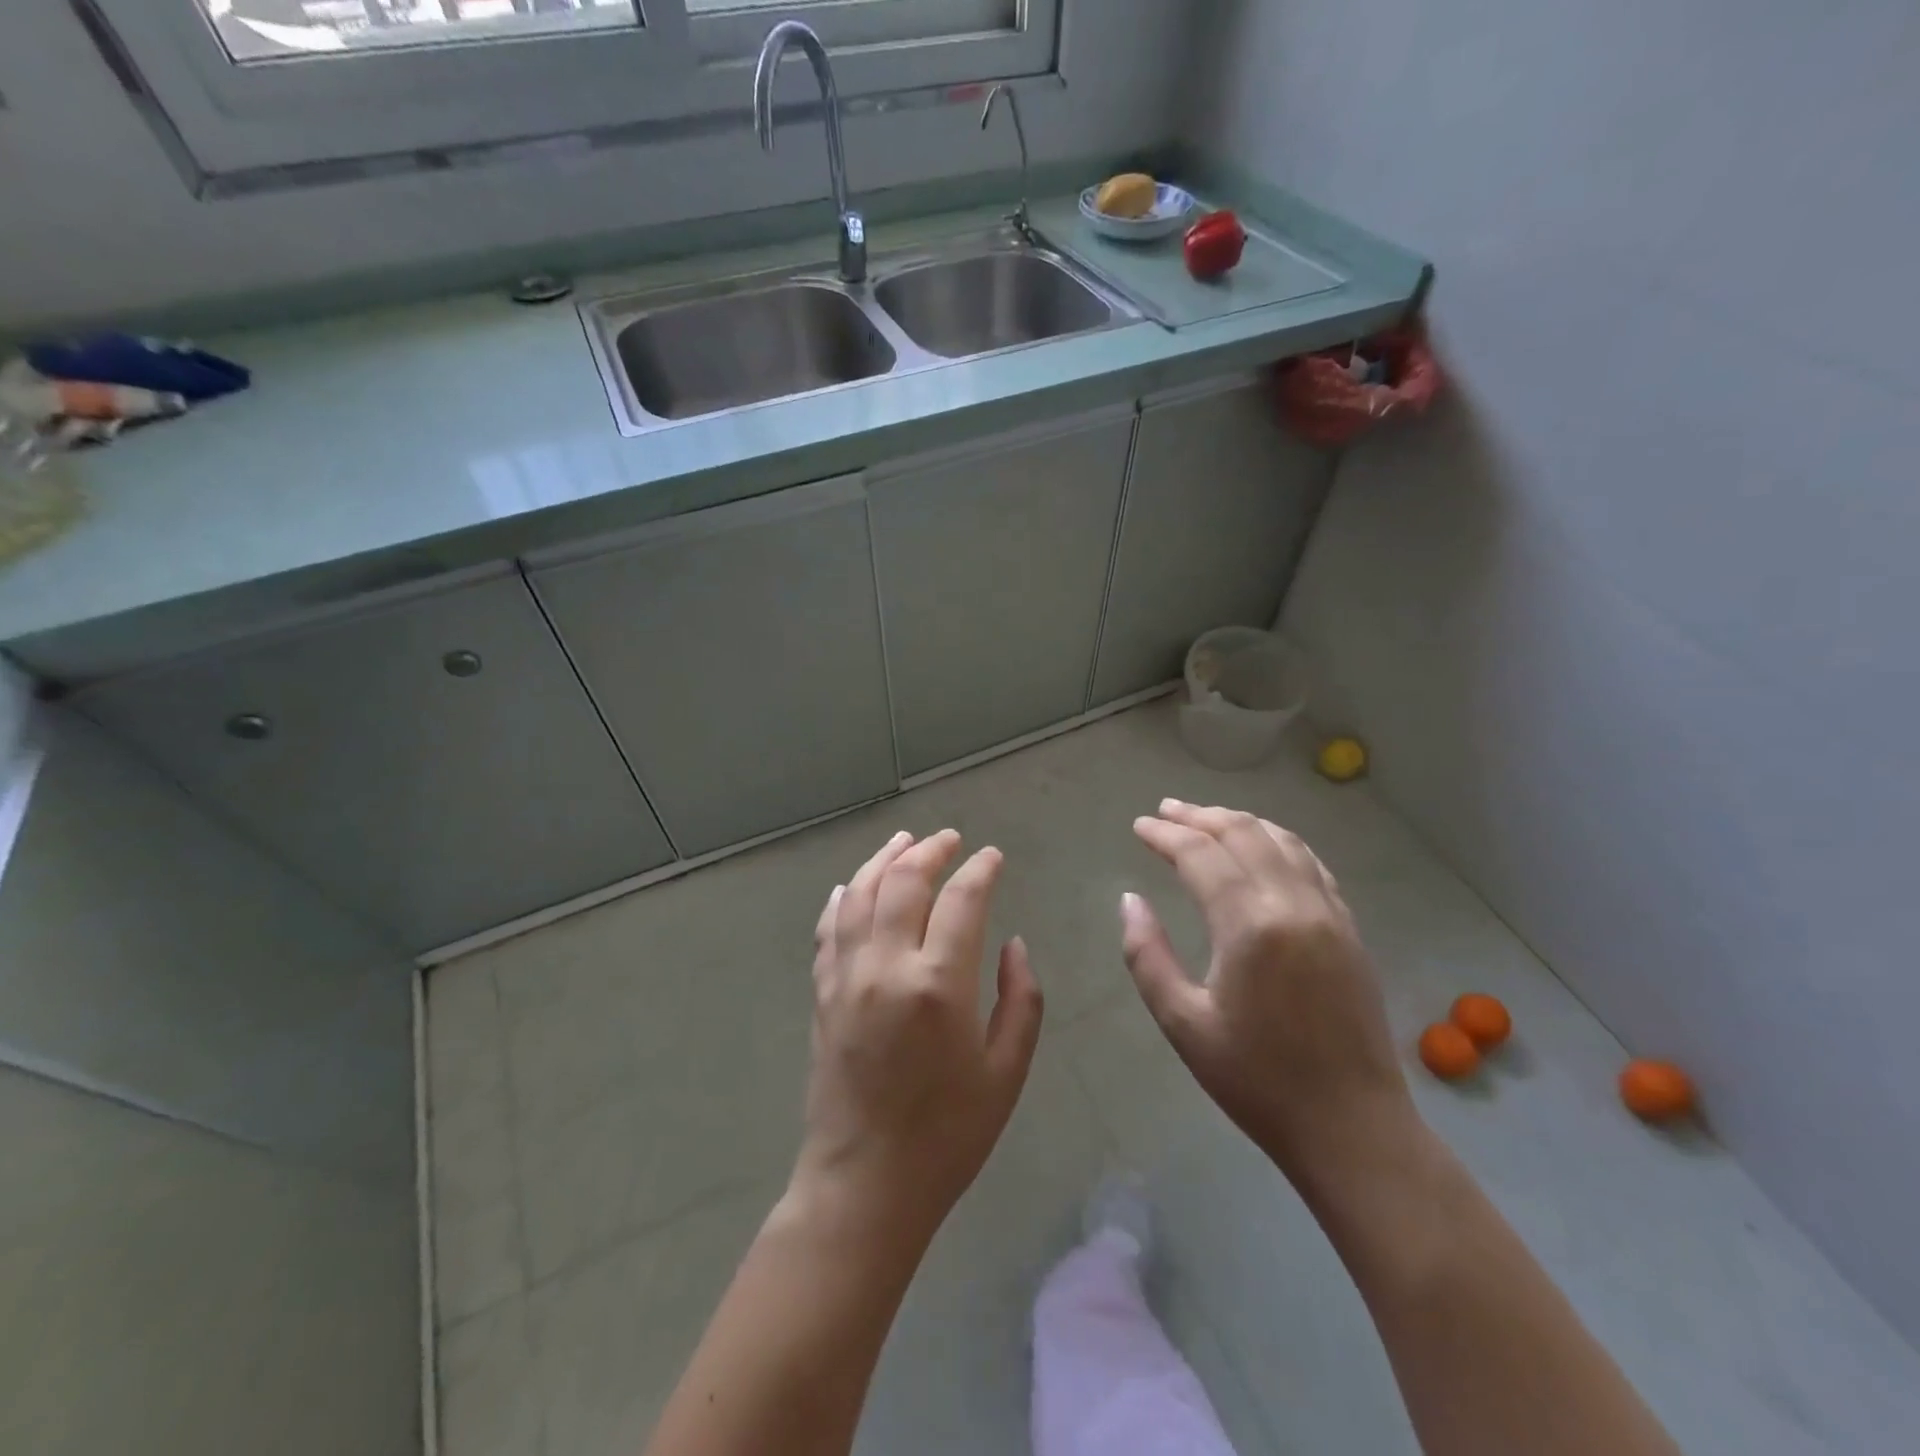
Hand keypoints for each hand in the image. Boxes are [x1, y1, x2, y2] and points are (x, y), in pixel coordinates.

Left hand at [791, 829, 1043, 1247]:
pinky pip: (828, 930)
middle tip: (950, 839)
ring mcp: (846, 977)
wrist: (865, 1185)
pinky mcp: (822, 994)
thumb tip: (1013, 944)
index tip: (992, 857)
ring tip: (903, 841)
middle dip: (930, 851)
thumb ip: (1020, 1000)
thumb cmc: (948, 1135)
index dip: (980, 870)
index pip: (961, 900)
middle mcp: (886, 966)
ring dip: (883, 860)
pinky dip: (842, 899)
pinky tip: (852, 885)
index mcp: (939, 984)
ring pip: (860, 895)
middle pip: (904, 882)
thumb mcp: (1006, 1073)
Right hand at [1121, 799, 1413, 1189]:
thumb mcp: (1182, 1023)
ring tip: (1207, 818)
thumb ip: (1147, 955)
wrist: (1352, 1128)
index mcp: (1249, 926)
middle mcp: (1293, 905)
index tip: (1139, 826)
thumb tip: (1131, 900)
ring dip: (1240, 821)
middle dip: (1200, 816)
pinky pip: (1312, 864)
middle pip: (1243, 834)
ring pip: (1282, 841)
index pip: (1201, 855)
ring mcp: (1329, 914)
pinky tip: (1263, 846)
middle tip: (1166, 810)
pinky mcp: (1349, 930)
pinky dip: (1279, 842)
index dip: (1166, 835)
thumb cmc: (1256, 1080)